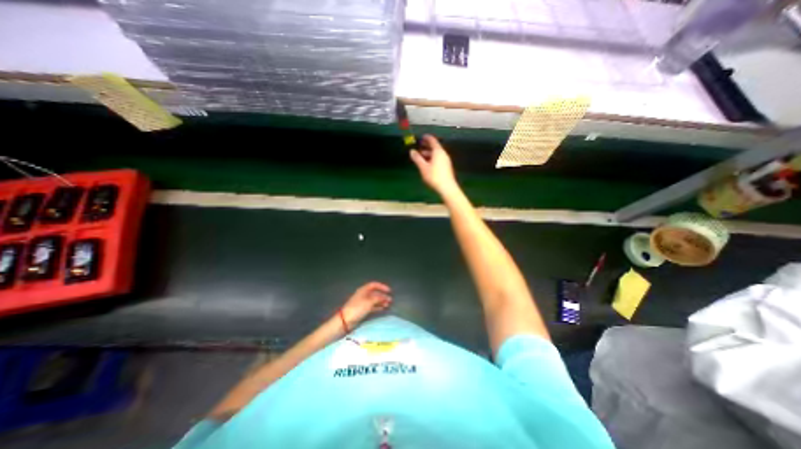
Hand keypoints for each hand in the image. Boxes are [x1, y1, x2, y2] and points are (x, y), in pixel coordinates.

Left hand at [339, 282, 393, 328]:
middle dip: (383, 296)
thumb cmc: (357, 308)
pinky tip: (383, 309)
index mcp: (363, 290)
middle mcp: (363, 295)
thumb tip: (385, 297)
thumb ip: (378, 298)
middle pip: (375, 293)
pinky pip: (372, 306)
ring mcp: (363, 302)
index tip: (389, 291)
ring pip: (374, 300)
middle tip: (390, 300)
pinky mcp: (362, 310)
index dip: (382, 286)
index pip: (374, 285)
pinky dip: (378, 307)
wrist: (346, 320)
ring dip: (381, 302)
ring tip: (388, 305)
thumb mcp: (369, 302)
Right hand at [412, 133, 456, 193]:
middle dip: (427, 146)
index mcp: (438, 152)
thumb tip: (411, 151)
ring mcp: (446, 161)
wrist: (447, 187)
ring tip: (421, 156)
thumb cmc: (434, 176)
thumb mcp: (423, 167)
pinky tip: (427, 164)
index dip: (427, 138)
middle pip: (435, 147)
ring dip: (429, 153)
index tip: (421, 137)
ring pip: (436, 154)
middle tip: (419, 146)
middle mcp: (443, 154)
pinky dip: (432, 158)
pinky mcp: (446, 167)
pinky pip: (438, 159)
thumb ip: (417, 158)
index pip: (432, 141)